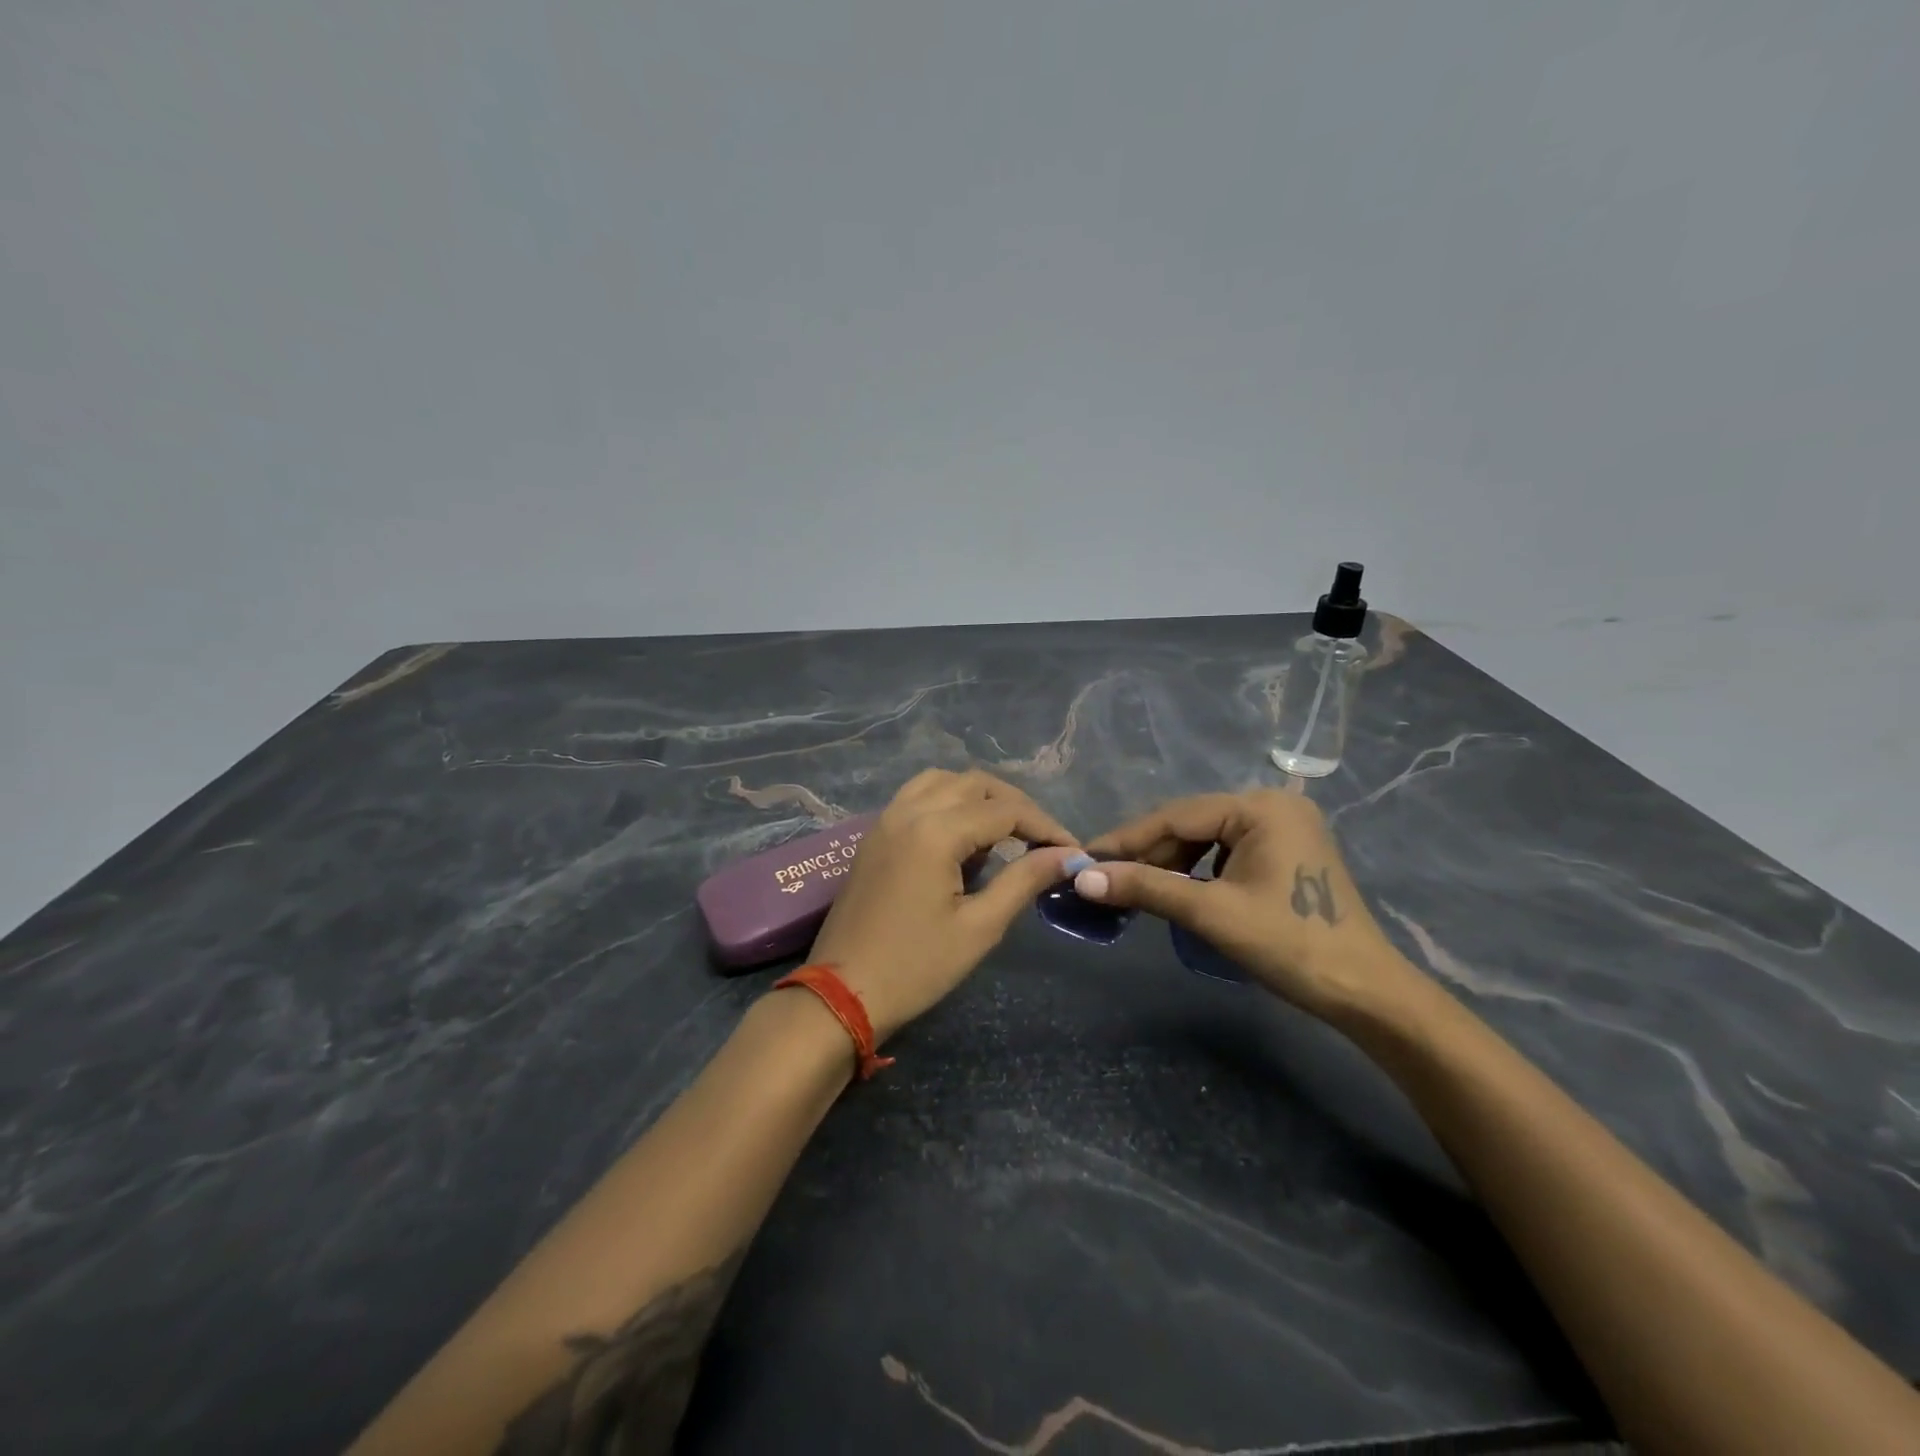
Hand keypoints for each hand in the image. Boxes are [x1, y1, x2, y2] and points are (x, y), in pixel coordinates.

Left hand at [806, 770, 1080, 1042]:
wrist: (842, 994)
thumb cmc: (916, 967)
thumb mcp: (980, 927)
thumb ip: (1023, 880)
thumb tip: (1065, 856)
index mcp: (936, 831)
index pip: (1005, 810)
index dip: (1045, 827)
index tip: (1072, 851)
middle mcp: (909, 811)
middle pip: (975, 784)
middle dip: (1015, 806)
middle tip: (1042, 841)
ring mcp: (886, 819)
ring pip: (943, 782)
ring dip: (979, 797)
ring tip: (1004, 833)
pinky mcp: (875, 834)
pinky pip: (917, 796)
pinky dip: (948, 802)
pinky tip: (962, 837)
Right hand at [1082, 790, 1419, 1019]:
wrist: (1365, 993)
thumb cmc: (1290, 945)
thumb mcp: (1211, 913)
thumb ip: (1146, 888)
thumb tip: (1082, 878)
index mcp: (1260, 807)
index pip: (1176, 816)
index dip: (1126, 839)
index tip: (1085, 858)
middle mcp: (1272, 805)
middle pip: (1191, 825)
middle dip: (1147, 854)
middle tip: (1104, 878)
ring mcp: (1283, 828)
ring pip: (1206, 839)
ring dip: (1169, 864)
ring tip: (1135, 889)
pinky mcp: (1286, 852)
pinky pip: (1226, 852)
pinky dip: (1197, 871)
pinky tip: (1176, 891)